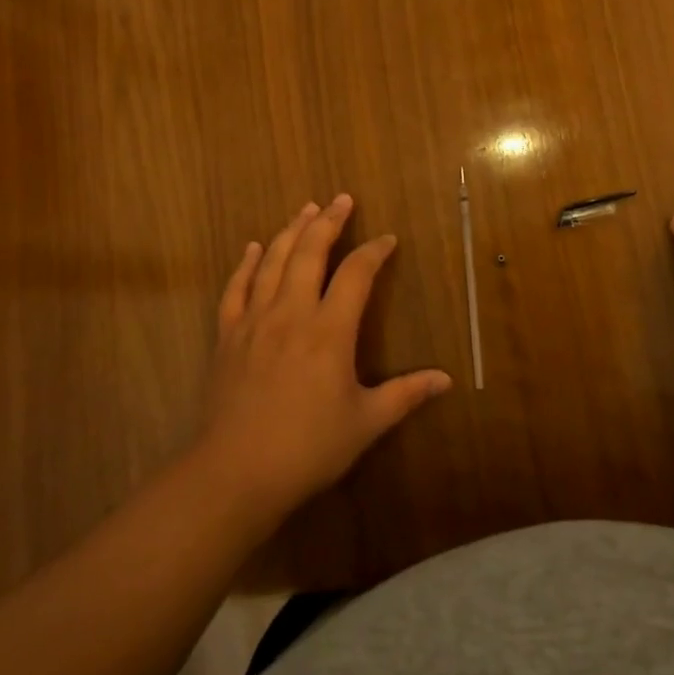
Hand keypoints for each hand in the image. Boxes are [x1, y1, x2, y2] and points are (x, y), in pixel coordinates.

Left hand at [198, 195, 451, 517]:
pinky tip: (253, 248)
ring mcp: (254, 321)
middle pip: (310, 253)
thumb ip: (406, 394)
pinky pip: (236, 289)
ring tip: (306, 209)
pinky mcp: (227, 336)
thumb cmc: (307, 448)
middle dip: (328, 222)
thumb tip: (446, 379)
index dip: (374, 252)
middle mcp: (292, 313)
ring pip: (272, 262)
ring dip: (290, 231)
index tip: (386, 240)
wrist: (234, 474)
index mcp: (329, 330)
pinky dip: (245, 264)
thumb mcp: (365, 422)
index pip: (356, 274)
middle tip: (341, 200)